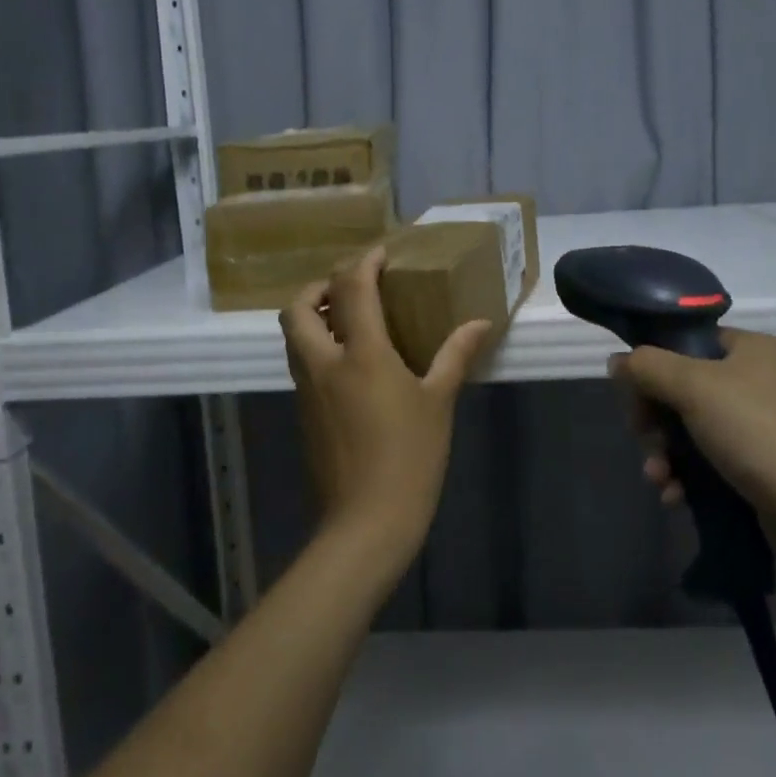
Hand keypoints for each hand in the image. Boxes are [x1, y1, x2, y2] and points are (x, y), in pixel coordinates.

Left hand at [281, 247, 491, 571]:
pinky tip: (347, 362)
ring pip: (293, 336)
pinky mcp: (302, 413)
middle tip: (349, 288)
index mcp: (361, 354)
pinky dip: (314, 345)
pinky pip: (300, 363)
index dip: (363, 263)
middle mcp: (324, 363)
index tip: (381, 254)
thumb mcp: (439, 402)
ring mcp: (307, 389)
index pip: (351, 289)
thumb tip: (482, 323)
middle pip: (298, 308)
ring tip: (347, 319)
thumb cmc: (410, 457)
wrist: (366, 522)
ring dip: (311, 316)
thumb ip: (456, 355)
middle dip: (318, 287)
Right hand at [611, 329, 775, 572]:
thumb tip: (617, 361)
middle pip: (685, 389)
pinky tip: (675, 496)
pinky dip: (689, 477)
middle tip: (644, 440)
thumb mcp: (692, 387)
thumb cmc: (756, 432)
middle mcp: (761, 381)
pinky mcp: (766, 468)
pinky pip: (713, 462)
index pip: (688, 343)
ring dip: (666, 453)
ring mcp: (766, 427)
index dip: (654, 366)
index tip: (634, 397)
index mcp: (752, 349)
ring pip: (694, 430)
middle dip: (656, 421)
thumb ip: (647, 367)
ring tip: (658, 478)